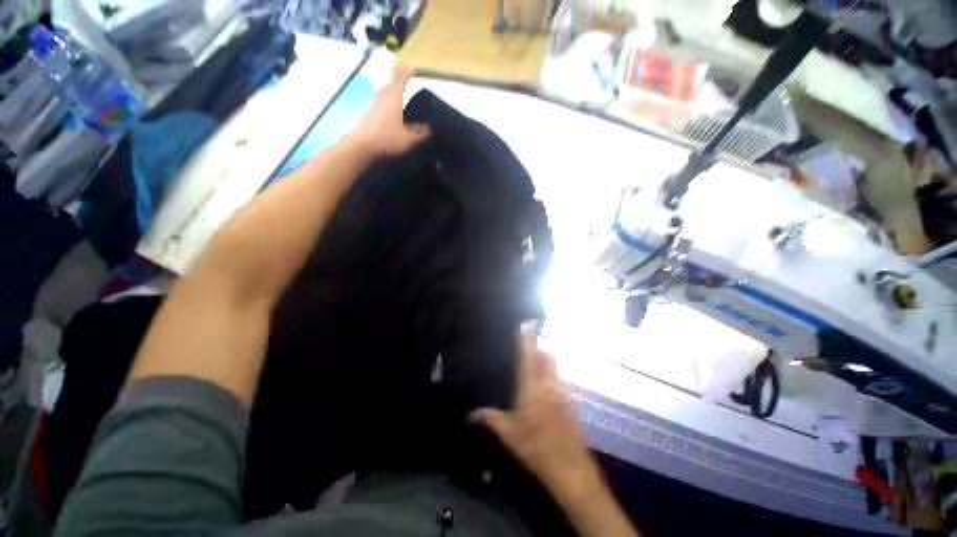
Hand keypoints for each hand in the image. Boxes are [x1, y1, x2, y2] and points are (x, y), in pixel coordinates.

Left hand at [348, 65, 430, 157]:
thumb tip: (429, 129)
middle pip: (389, 83)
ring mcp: (372, 105)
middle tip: (405, 80)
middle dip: (397, 79)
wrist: (361, 147)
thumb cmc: (387, 140)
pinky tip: (388, 114)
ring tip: (398, 96)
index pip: (401, 78)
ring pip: (382, 93)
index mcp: (393, 98)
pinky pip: (378, 104)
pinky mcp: (366, 115)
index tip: (414, 69)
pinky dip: (385, 103)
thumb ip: (420, 134)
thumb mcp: (409, 140)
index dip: (408, 72)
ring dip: (390, 91)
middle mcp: (382, 97)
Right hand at [471, 334, 593, 488]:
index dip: (527, 339)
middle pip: (546, 357)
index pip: (528, 357)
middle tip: (530, 344)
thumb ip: (491, 419)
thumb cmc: (535, 447)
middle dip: (539, 347)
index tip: (527, 323)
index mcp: (531, 388)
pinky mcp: (571, 402)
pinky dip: (553, 377)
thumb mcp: (509, 434)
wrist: (569, 467)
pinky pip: (561, 381)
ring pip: (555, 367)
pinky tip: (548, 389)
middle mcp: (549, 385)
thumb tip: (472, 414)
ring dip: (546, 361)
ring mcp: (563, 393)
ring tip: (537, 363)